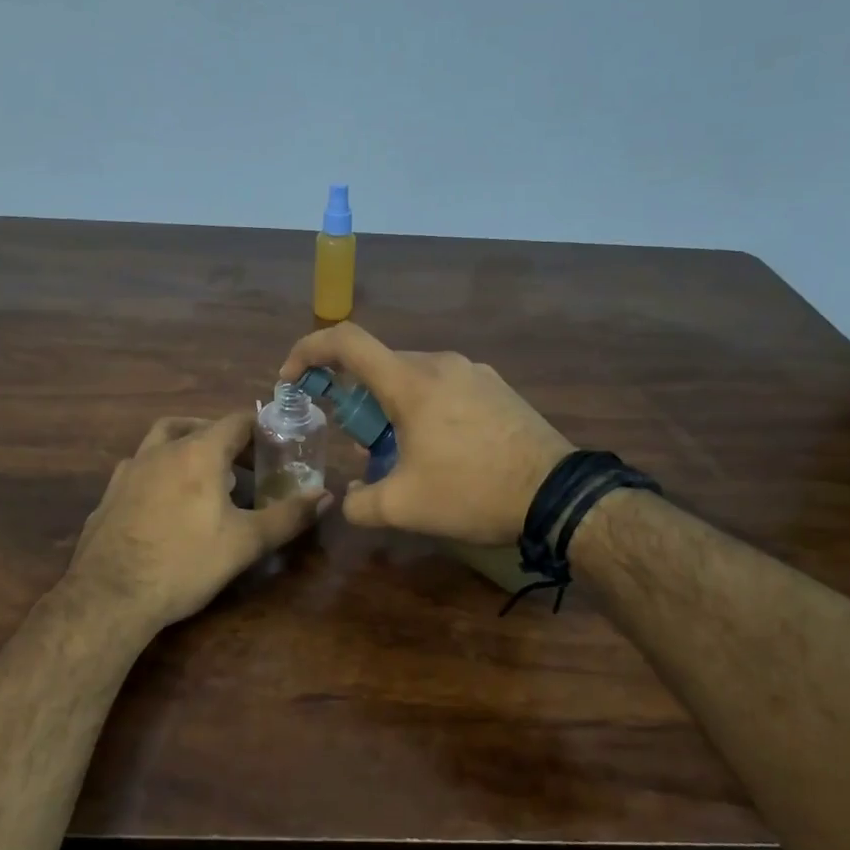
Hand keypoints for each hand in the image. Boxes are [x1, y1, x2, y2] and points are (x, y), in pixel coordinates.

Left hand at [66, 413, 330, 634]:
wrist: (110, 596)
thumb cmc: (185, 563)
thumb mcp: (246, 542)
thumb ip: (288, 516)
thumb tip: (326, 496)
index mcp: (198, 452)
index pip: (236, 421)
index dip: (260, 428)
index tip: (277, 445)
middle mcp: (161, 450)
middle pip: (198, 427)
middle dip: (226, 439)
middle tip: (246, 465)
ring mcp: (129, 470)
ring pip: (162, 441)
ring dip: (188, 447)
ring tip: (206, 477)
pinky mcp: (109, 494)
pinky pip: (141, 468)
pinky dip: (161, 472)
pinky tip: (167, 503)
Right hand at [278, 323, 570, 545]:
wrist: (556, 494)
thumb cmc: (472, 491)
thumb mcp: (404, 508)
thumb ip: (360, 503)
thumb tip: (349, 498)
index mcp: (411, 382)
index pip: (346, 341)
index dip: (308, 350)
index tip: (292, 378)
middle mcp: (441, 363)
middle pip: (380, 365)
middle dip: (356, 397)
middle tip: (359, 441)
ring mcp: (474, 371)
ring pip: (414, 377)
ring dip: (393, 406)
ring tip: (404, 452)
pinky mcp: (497, 387)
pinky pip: (446, 386)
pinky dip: (426, 407)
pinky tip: (443, 448)